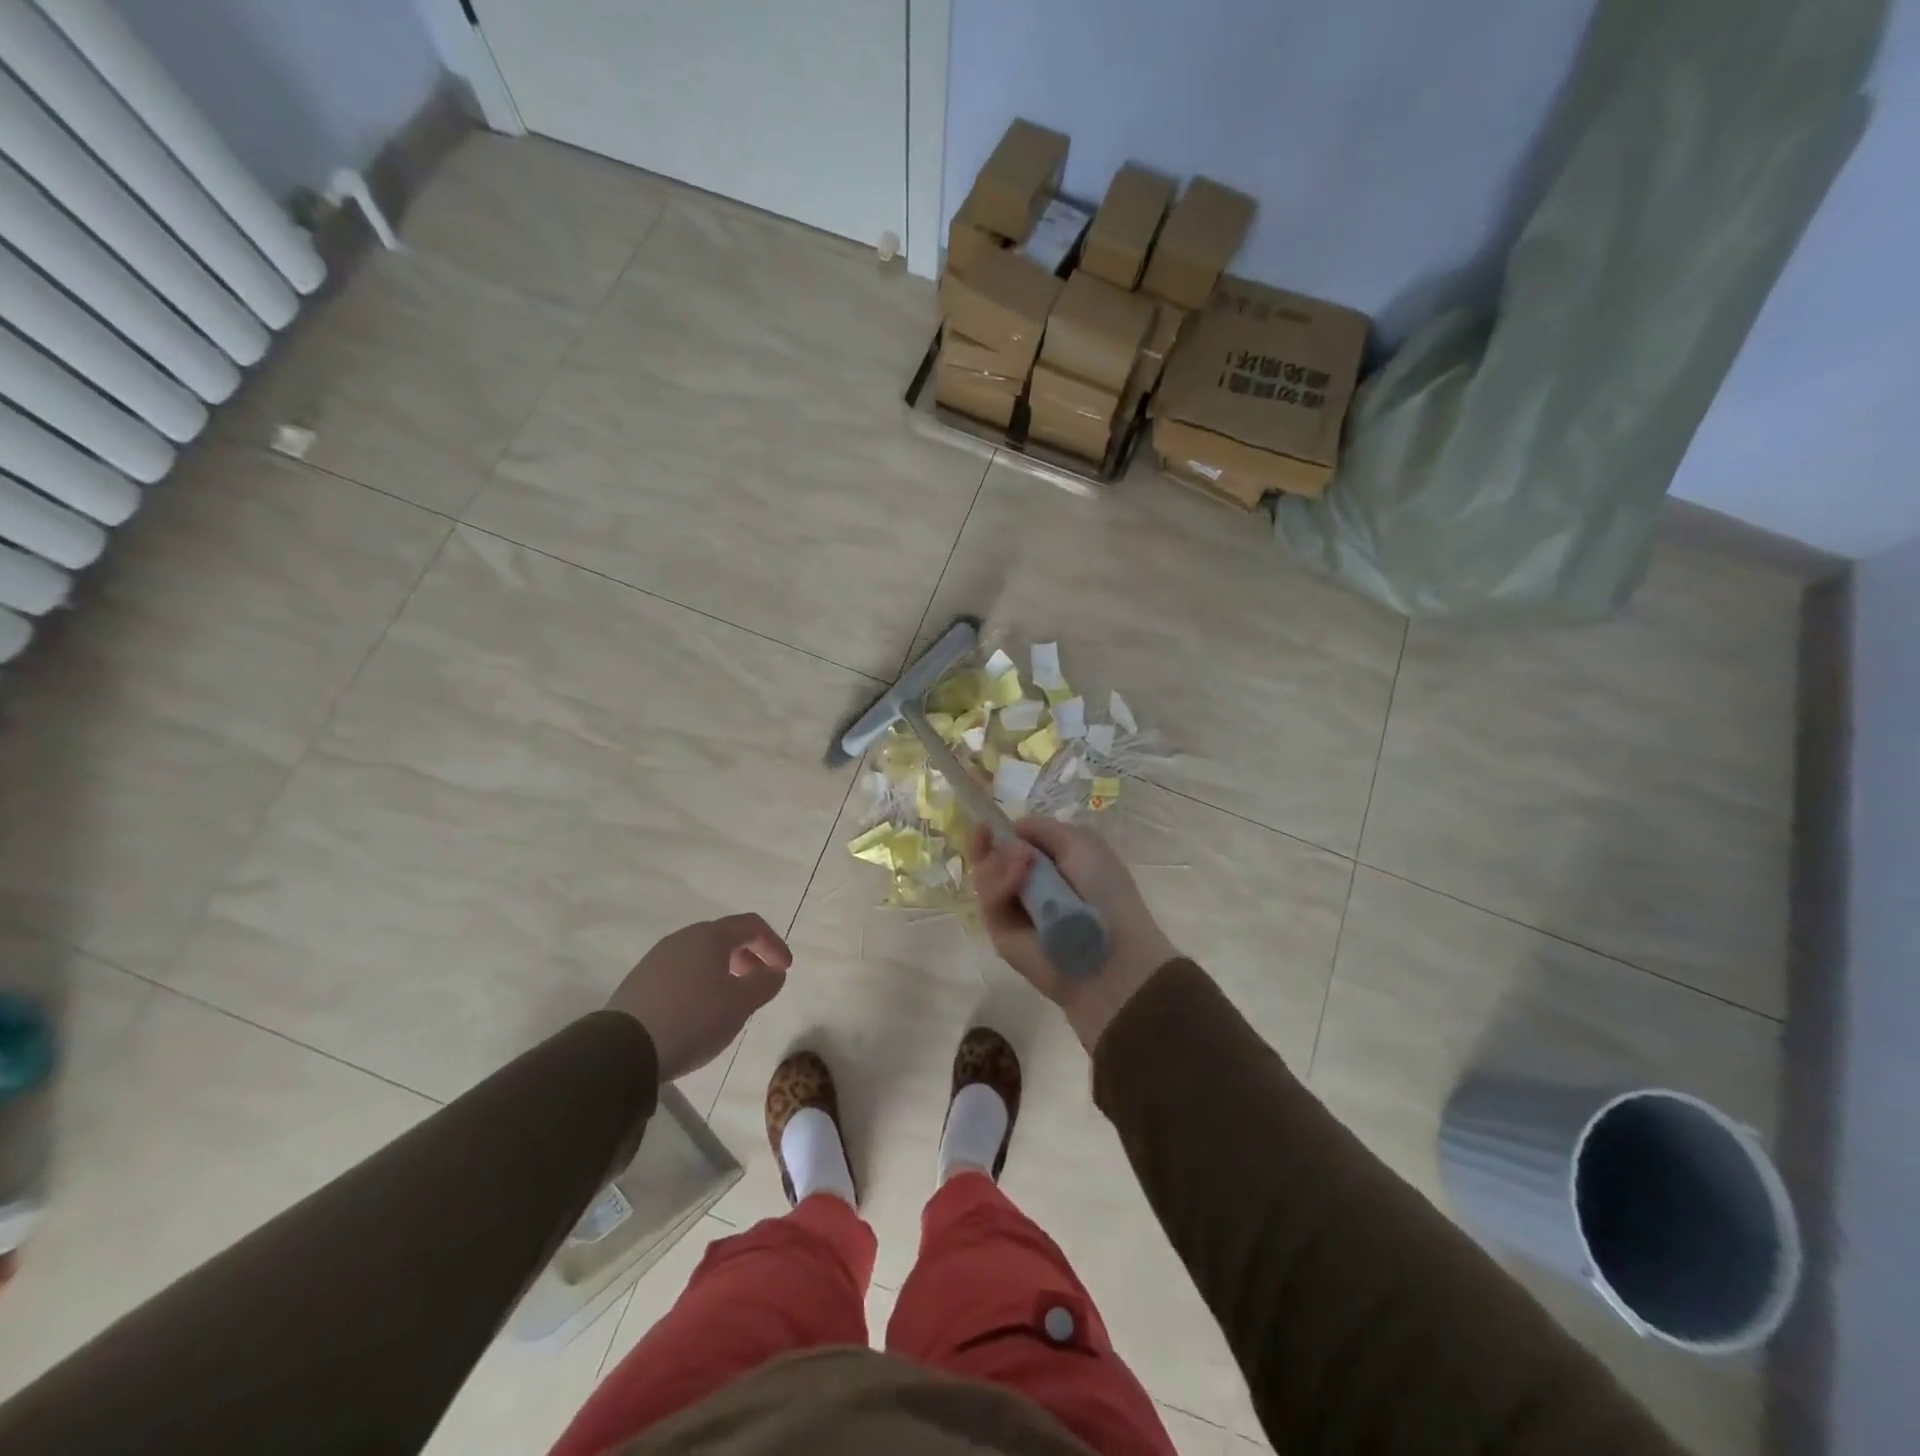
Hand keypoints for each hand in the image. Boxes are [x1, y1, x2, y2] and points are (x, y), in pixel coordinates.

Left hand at [606, 914, 790, 1082]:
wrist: (622, 1050)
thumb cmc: (692, 1019)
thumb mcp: (740, 1004)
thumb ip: (765, 983)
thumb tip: (773, 971)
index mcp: (710, 936)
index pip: (752, 925)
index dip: (774, 944)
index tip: (784, 970)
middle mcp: (682, 938)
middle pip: (725, 937)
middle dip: (749, 957)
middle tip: (759, 983)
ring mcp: (657, 959)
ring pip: (701, 956)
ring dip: (724, 971)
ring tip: (730, 1001)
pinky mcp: (640, 982)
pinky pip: (681, 973)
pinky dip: (700, 983)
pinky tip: (699, 1012)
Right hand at [971, 820, 1176, 1052]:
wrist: (1108, 951)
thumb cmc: (1104, 891)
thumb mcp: (1081, 843)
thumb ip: (1043, 828)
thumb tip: (1011, 829)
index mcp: (1052, 864)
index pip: (1014, 842)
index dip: (1002, 832)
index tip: (992, 825)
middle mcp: (1028, 885)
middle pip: (991, 856)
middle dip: (994, 845)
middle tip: (1005, 843)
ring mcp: (1011, 908)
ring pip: (984, 874)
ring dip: (1000, 862)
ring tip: (1023, 865)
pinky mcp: (998, 931)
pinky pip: (988, 899)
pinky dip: (999, 885)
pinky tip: (1018, 880)